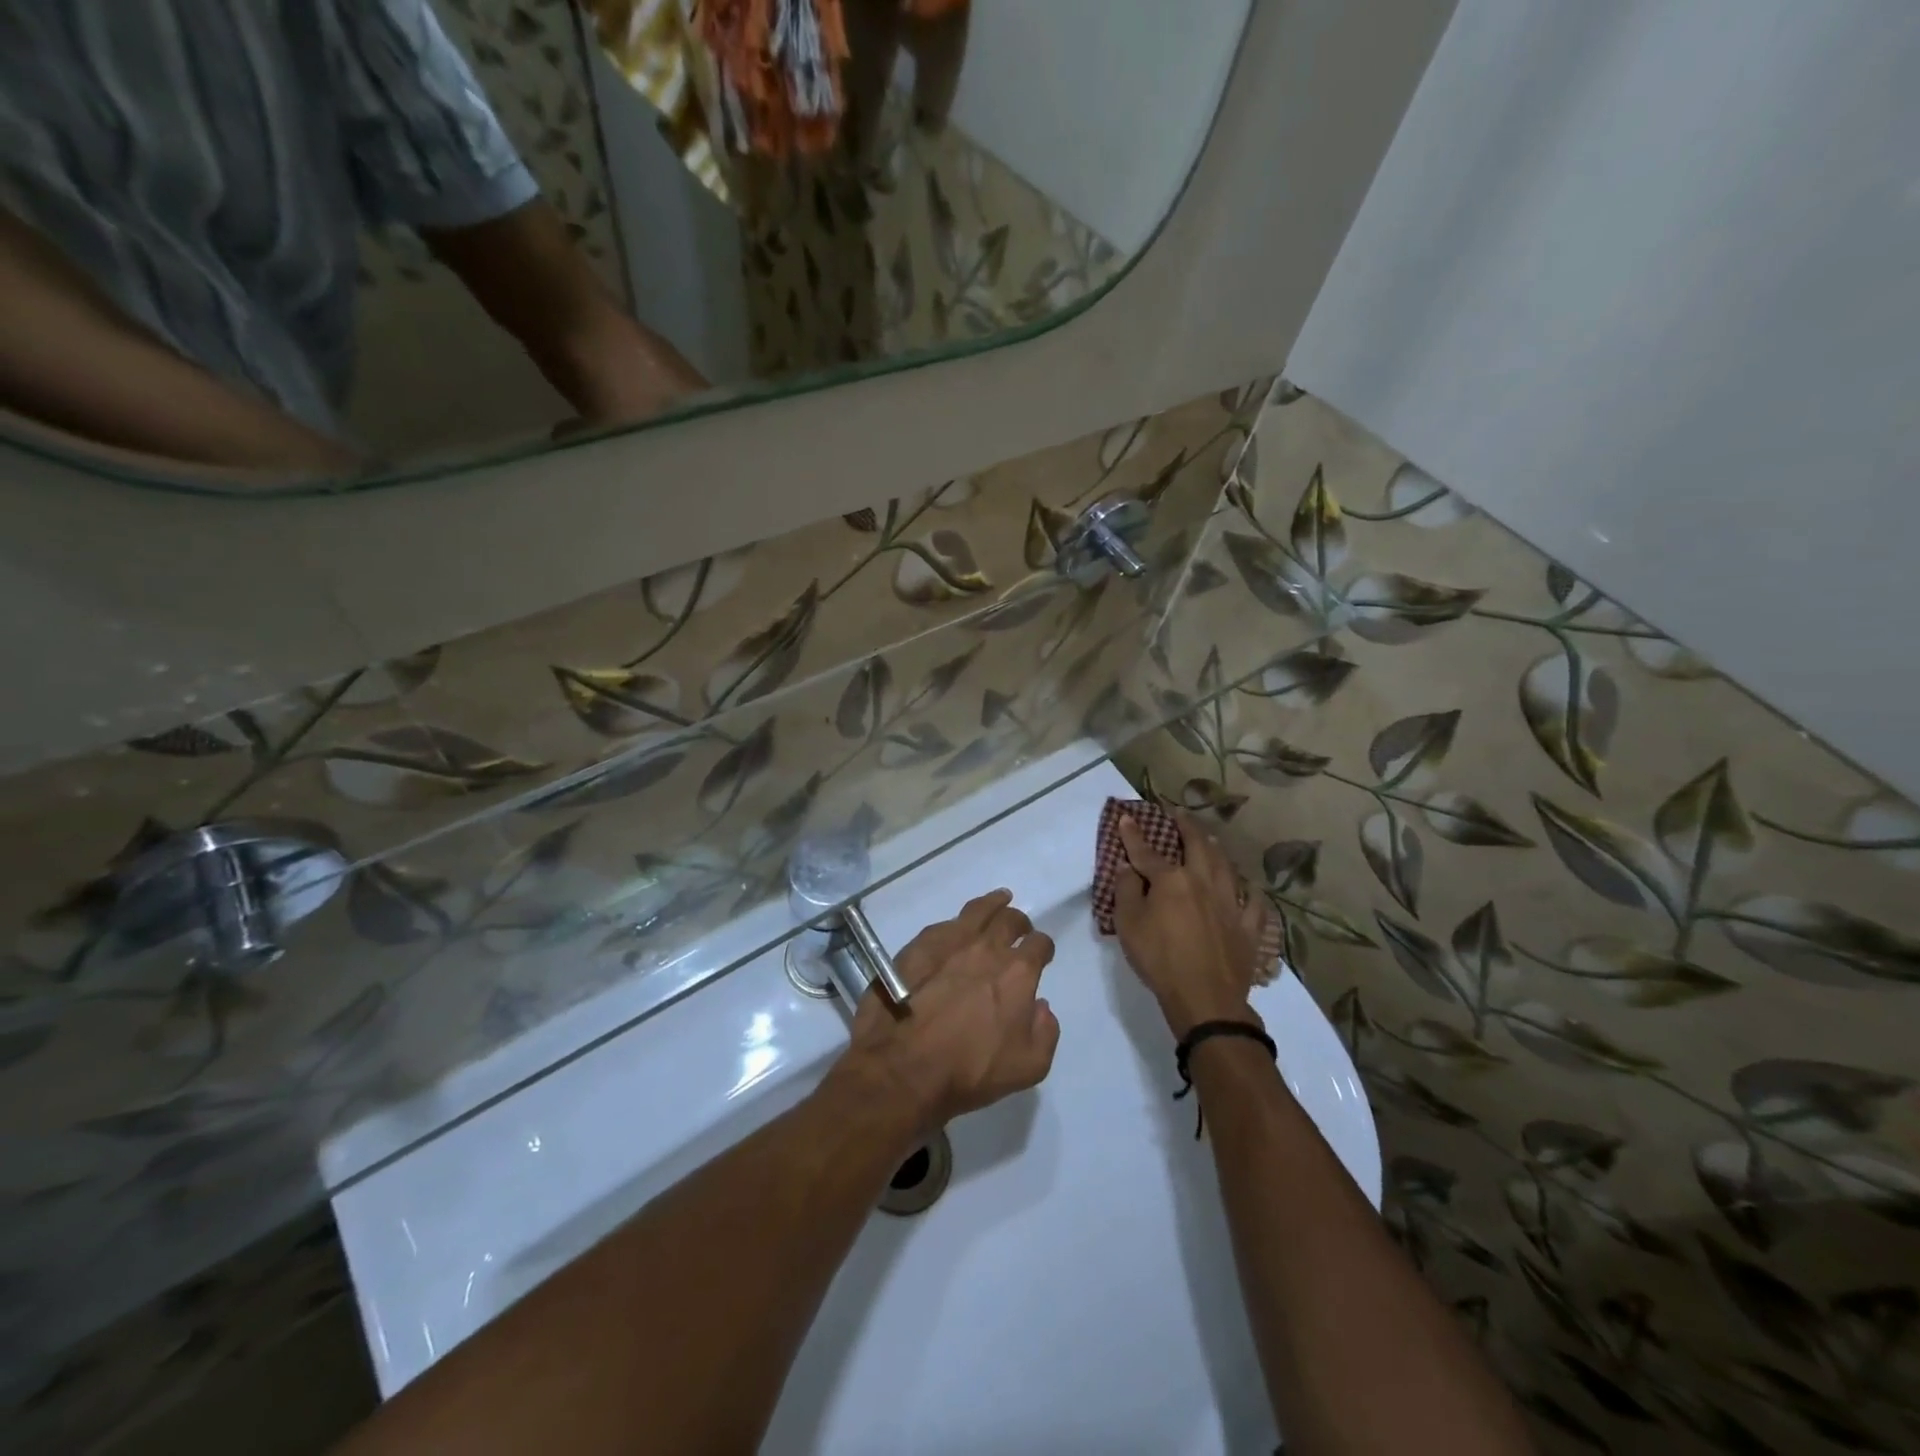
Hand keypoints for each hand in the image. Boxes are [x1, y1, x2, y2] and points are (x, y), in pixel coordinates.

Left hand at [830, 889, 1058, 1137]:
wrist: (903, 1068)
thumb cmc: (969, 1071)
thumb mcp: (1028, 1067)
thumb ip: (1045, 1032)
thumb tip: (1041, 1006)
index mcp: (1017, 973)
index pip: (1039, 944)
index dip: (1043, 948)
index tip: (1041, 953)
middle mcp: (987, 948)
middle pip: (1009, 920)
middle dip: (1019, 922)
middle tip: (1018, 928)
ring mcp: (950, 941)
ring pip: (977, 910)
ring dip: (992, 904)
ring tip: (998, 899)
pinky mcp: (918, 945)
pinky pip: (945, 924)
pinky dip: (957, 922)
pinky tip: (956, 927)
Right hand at [1114, 811, 1268, 1039]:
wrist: (1205, 998)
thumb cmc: (1159, 959)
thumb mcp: (1128, 925)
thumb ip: (1126, 891)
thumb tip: (1129, 868)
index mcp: (1172, 880)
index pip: (1147, 851)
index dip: (1134, 834)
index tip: (1126, 817)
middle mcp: (1203, 882)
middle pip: (1196, 846)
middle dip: (1185, 826)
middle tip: (1178, 813)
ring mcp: (1230, 903)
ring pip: (1226, 866)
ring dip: (1215, 849)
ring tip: (1208, 838)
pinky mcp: (1248, 927)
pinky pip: (1253, 902)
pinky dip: (1249, 891)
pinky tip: (1247, 887)